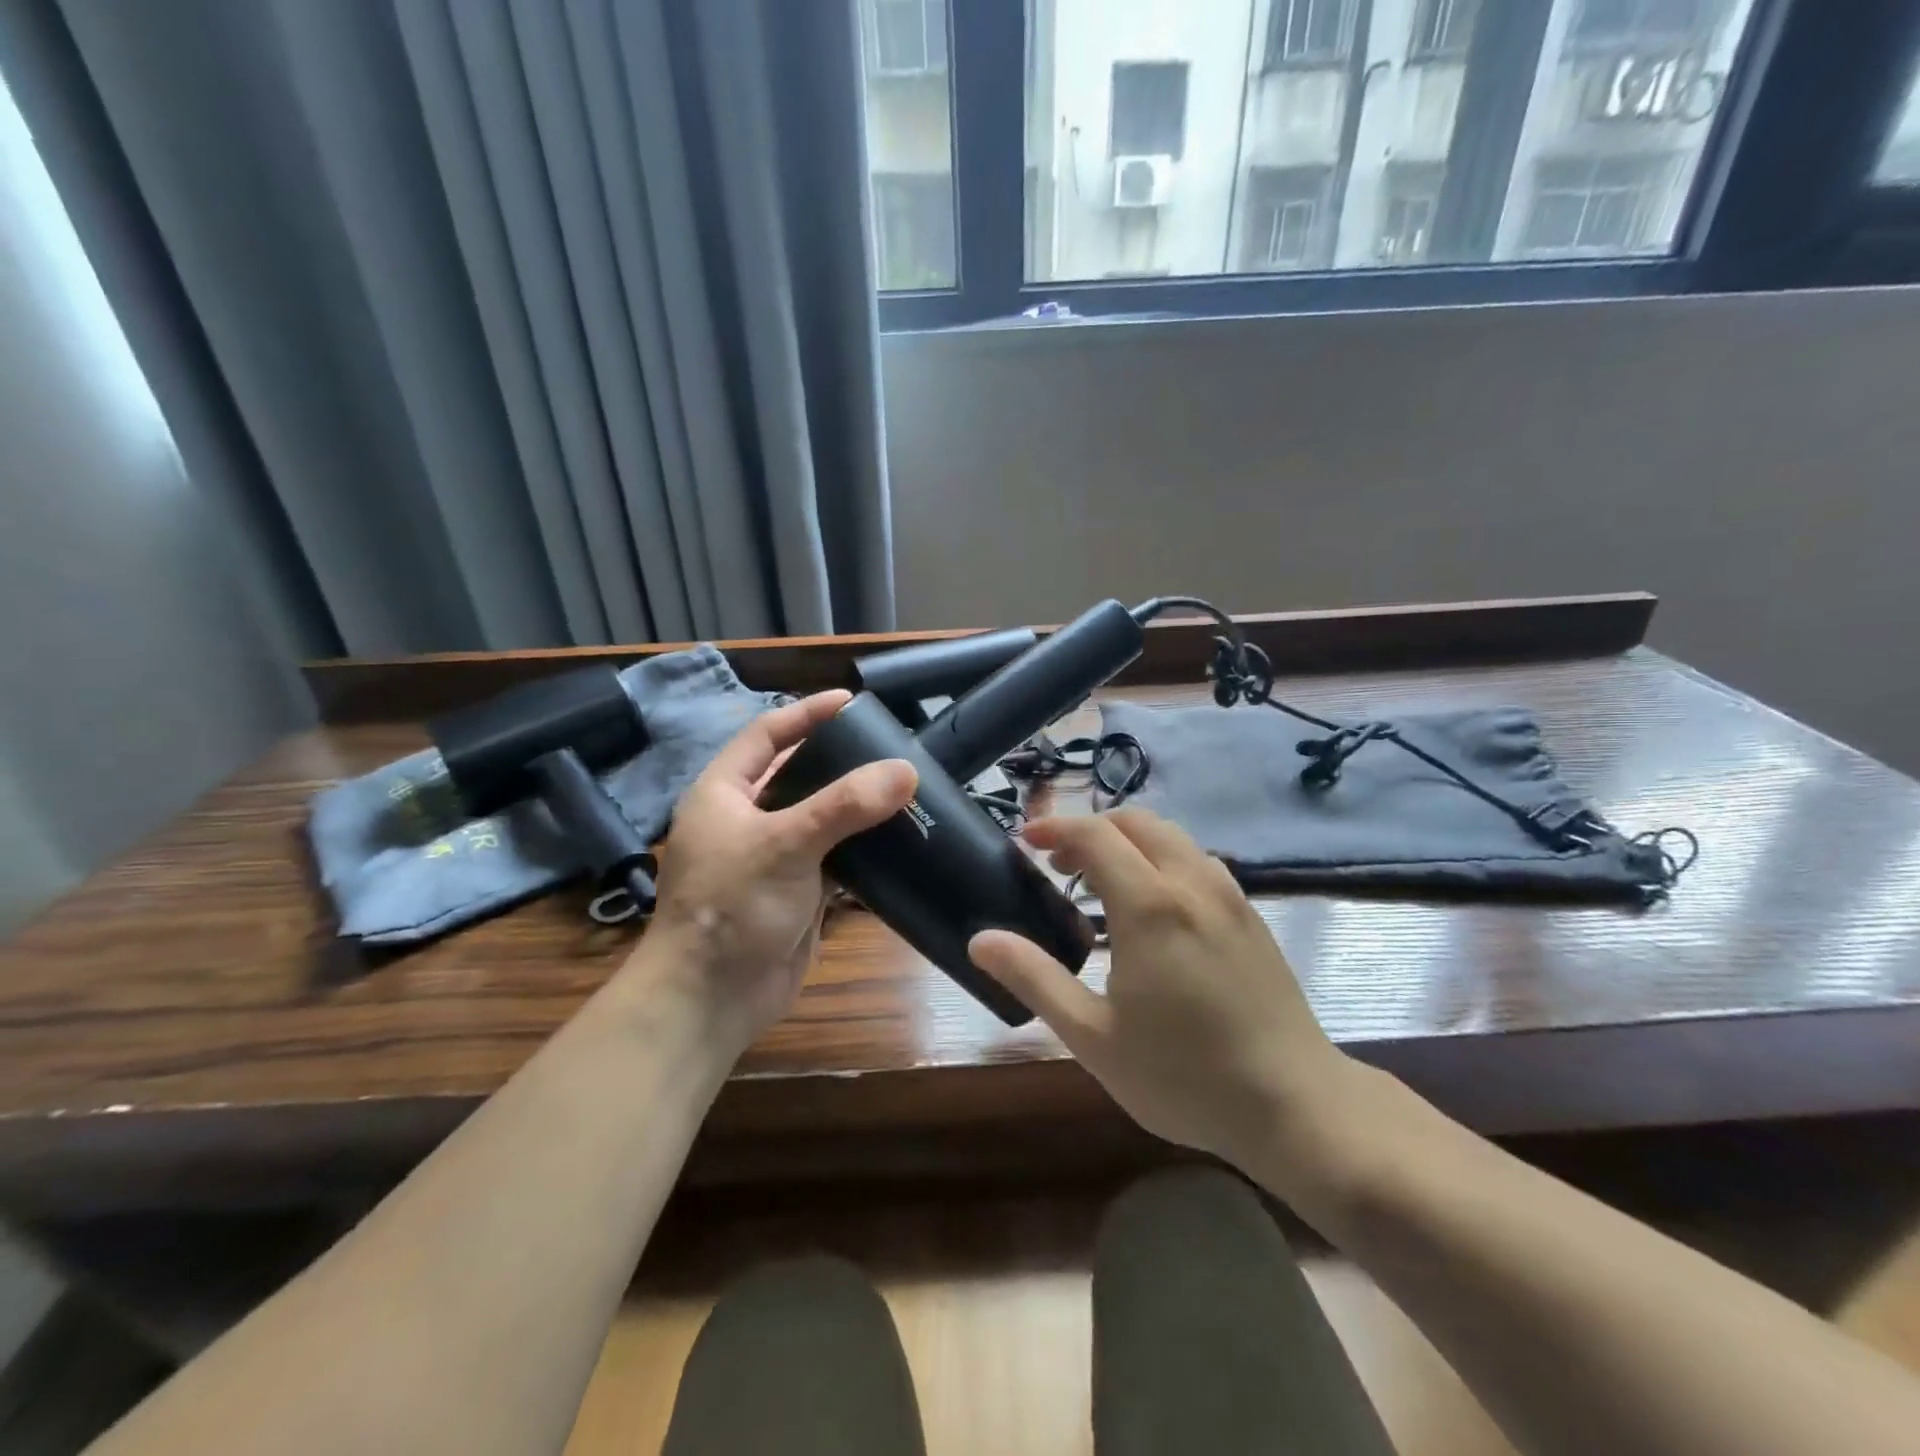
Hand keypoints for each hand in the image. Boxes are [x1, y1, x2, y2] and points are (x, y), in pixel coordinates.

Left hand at [637, 691, 915, 1054]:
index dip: (806, 714)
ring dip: (856, 807)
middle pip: (798, 775)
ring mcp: (772, 858)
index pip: (766, 735)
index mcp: (724, 793)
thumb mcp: (785, 844)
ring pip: (821, 819)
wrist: (712, 999)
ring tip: (903, 788)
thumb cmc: (732, 906)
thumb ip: (845, 805)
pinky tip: (898, 840)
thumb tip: (905, 772)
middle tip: (889, 747)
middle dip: (840, 761)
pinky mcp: (795, 892)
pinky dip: (862, 850)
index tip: (851, 700)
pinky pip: (834, 859)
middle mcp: (746, 819)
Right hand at [968, 809, 1356, 1184]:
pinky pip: (1198, 861)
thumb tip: (980, 939)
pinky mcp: (1251, 915)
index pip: (1094, 835)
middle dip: (1091, 829)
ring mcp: (1230, 895)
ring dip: (1128, 841)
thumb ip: (1034, 978)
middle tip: (1059, 864)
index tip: (1025, 841)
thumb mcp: (1092, 1036)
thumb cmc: (1183, 1075)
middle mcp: (1192, 883)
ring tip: (1101, 882)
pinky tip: (1154, 908)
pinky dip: (1162, 859)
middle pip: (1136, 821)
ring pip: (1172, 836)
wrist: (1295, 1106)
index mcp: (1150, 905)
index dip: (1054, 828)